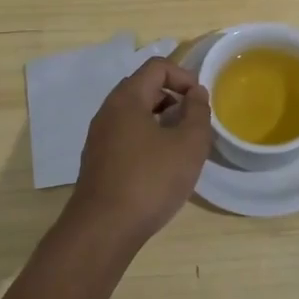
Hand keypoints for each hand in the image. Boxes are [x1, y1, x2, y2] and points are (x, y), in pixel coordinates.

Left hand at [67, 57, 211, 245]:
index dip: (184, 76)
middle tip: (194, 123)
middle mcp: (108, 112)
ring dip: (162, 121)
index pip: (157, 67)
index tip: (201, 101)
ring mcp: (99, 138)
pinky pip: (126, 136)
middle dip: (173, 99)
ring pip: (135, 115)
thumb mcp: (189, 144)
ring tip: (182, 146)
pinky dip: (147, 140)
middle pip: (144, 88)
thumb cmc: (150, 180)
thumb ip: (198, 112)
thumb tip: (196, 94)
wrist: (103, 231)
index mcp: (127, 99)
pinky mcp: (97, 162)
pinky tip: (161, 167)